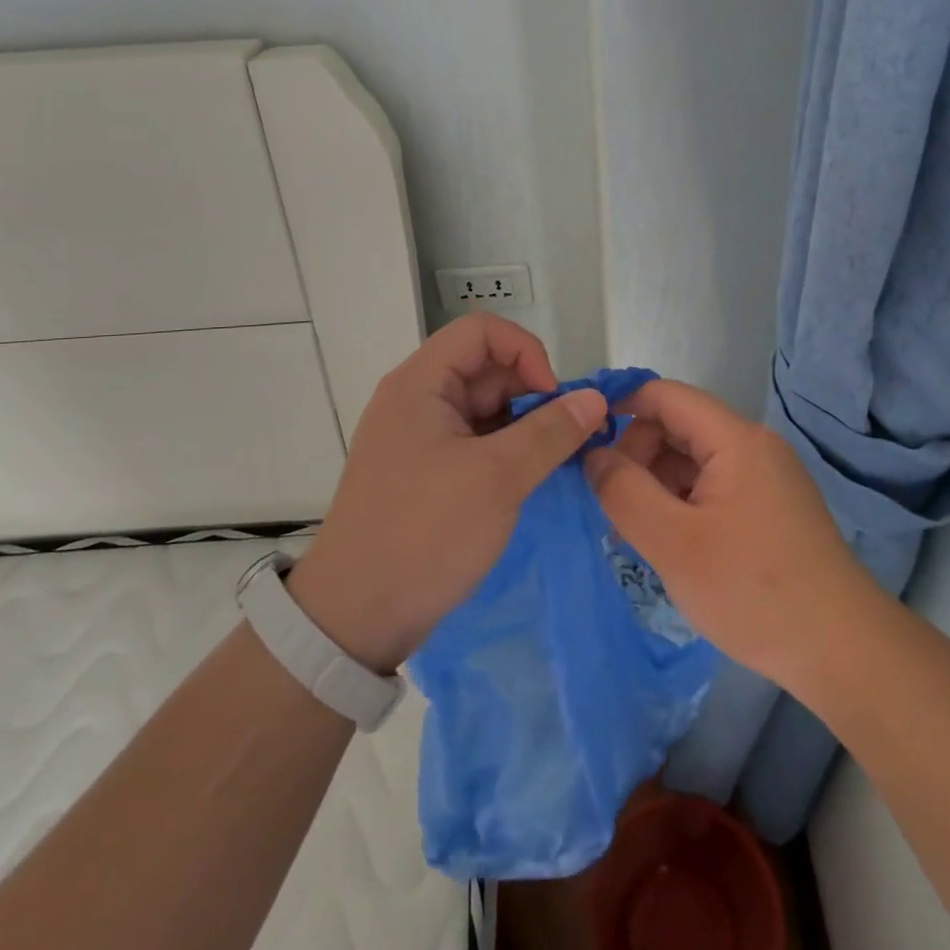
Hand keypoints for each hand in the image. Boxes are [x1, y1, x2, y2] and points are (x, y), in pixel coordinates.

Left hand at [286, 314, 605, 672]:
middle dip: (532, 394)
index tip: (555, 400)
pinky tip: (528, 480)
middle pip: (485, 368)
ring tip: (552, 464)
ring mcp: (418, 436)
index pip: (482, 331)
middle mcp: (416, 399)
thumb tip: (595, 397)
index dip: (526, 353)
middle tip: (566, 440)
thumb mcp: (498, 479)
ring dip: (523, 426)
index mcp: (420, 383)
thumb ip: (551, 431)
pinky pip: (474, 441)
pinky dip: (505, 452)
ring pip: (484, 408)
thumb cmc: (425, 534)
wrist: (354, 618)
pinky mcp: (424, 470)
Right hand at [585, 379, 877, 692]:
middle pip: (678, 427)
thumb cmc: (753, 590)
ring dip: (657, 485)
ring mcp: (766, 478)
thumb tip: (593, 456)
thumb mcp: (673, 543)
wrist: (843, 652)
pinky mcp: (770, 508)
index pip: (665, 396)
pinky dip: (683, 504)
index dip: (620, 409)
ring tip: (640, 534)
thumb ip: (623, 492)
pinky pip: (713, 486)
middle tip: (615, 508)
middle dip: (637, 456)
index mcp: (735, 439)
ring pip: (693, 460)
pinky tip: (672, 545)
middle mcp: (754, 446)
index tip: (583, 444)